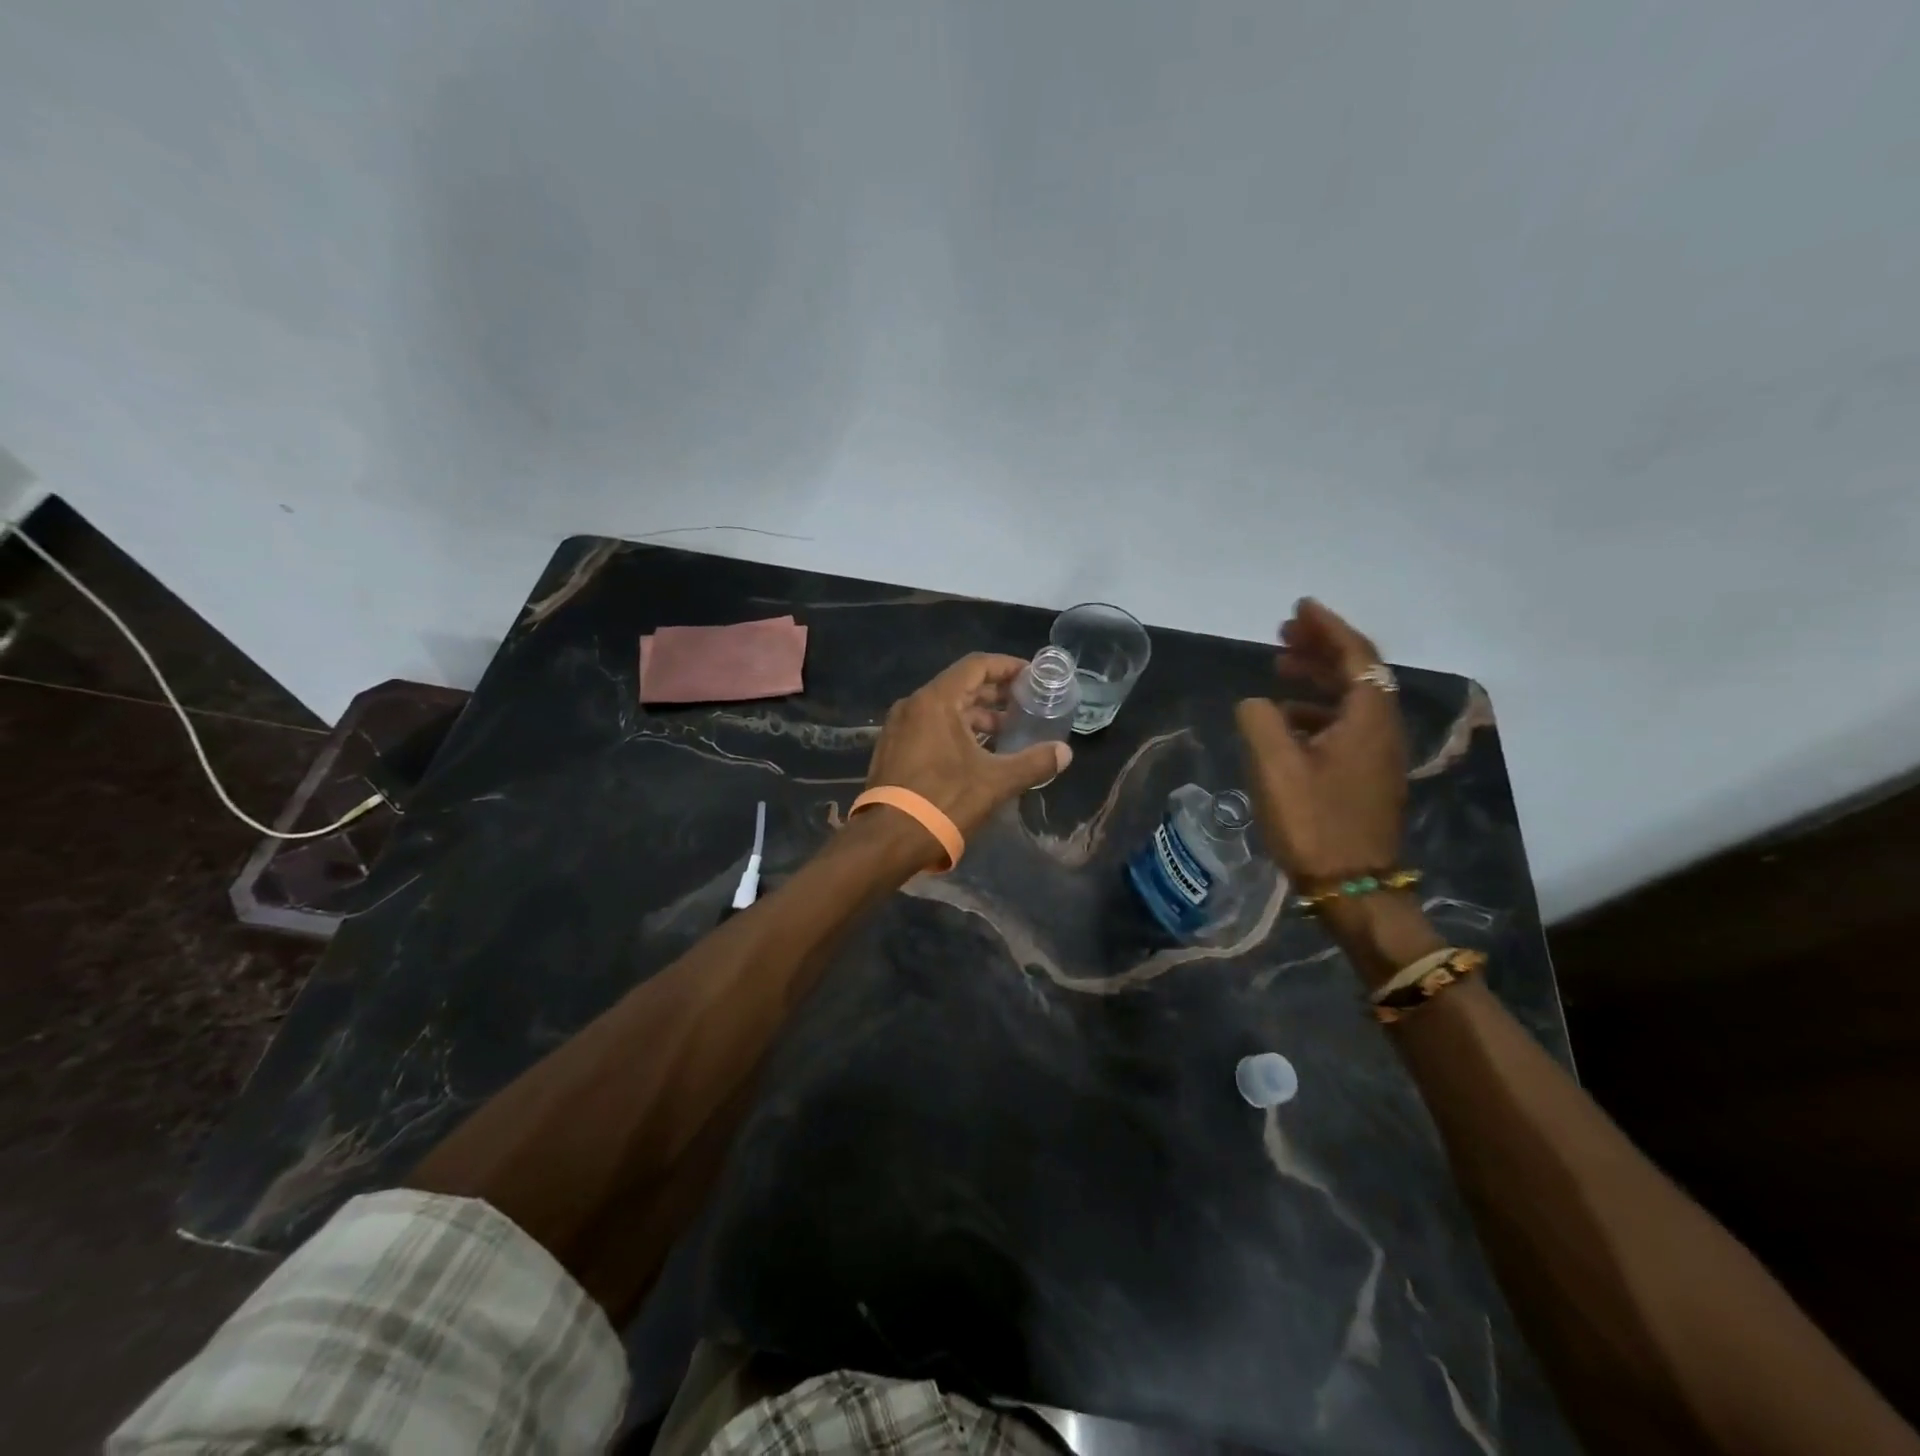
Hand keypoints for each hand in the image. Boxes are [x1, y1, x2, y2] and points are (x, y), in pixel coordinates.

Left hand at [866, 654, 1071, 840]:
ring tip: (1006, 731)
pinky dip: (956, 730)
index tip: (1031, 677)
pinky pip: (930, 727)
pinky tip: (977, 752)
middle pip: (960, 685)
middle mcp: (912, 705)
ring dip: (976, 715)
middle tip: (1025, 704)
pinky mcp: (893, 749)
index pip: (976, 666)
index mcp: (935, 701)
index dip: (1007, 667)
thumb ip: (1034, 762)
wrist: (890, 839)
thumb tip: (1065, 753)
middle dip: (994, 694)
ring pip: (944, 709)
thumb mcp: (996, 781)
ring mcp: (898, 728)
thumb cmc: (944, 800)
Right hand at [1234, 599, 1407, 886]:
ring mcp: (1377, 755)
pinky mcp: (1366, 776)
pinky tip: (1285, 720)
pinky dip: (1316, 710)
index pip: (1355, 655)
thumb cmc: (1313, 821)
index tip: (1299, 607)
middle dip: (1320, 647)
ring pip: (1350, 699)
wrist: (1351, 887)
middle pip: (1357, 672)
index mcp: (1368, 718)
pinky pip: (1345, 725)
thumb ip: (1259, 720)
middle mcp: (1381, 729)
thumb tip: (1255, 703)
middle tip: (1282, 633)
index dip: (1328, 627)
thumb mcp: (1275, 766)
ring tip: (1278, 669)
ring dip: (1316, 678)